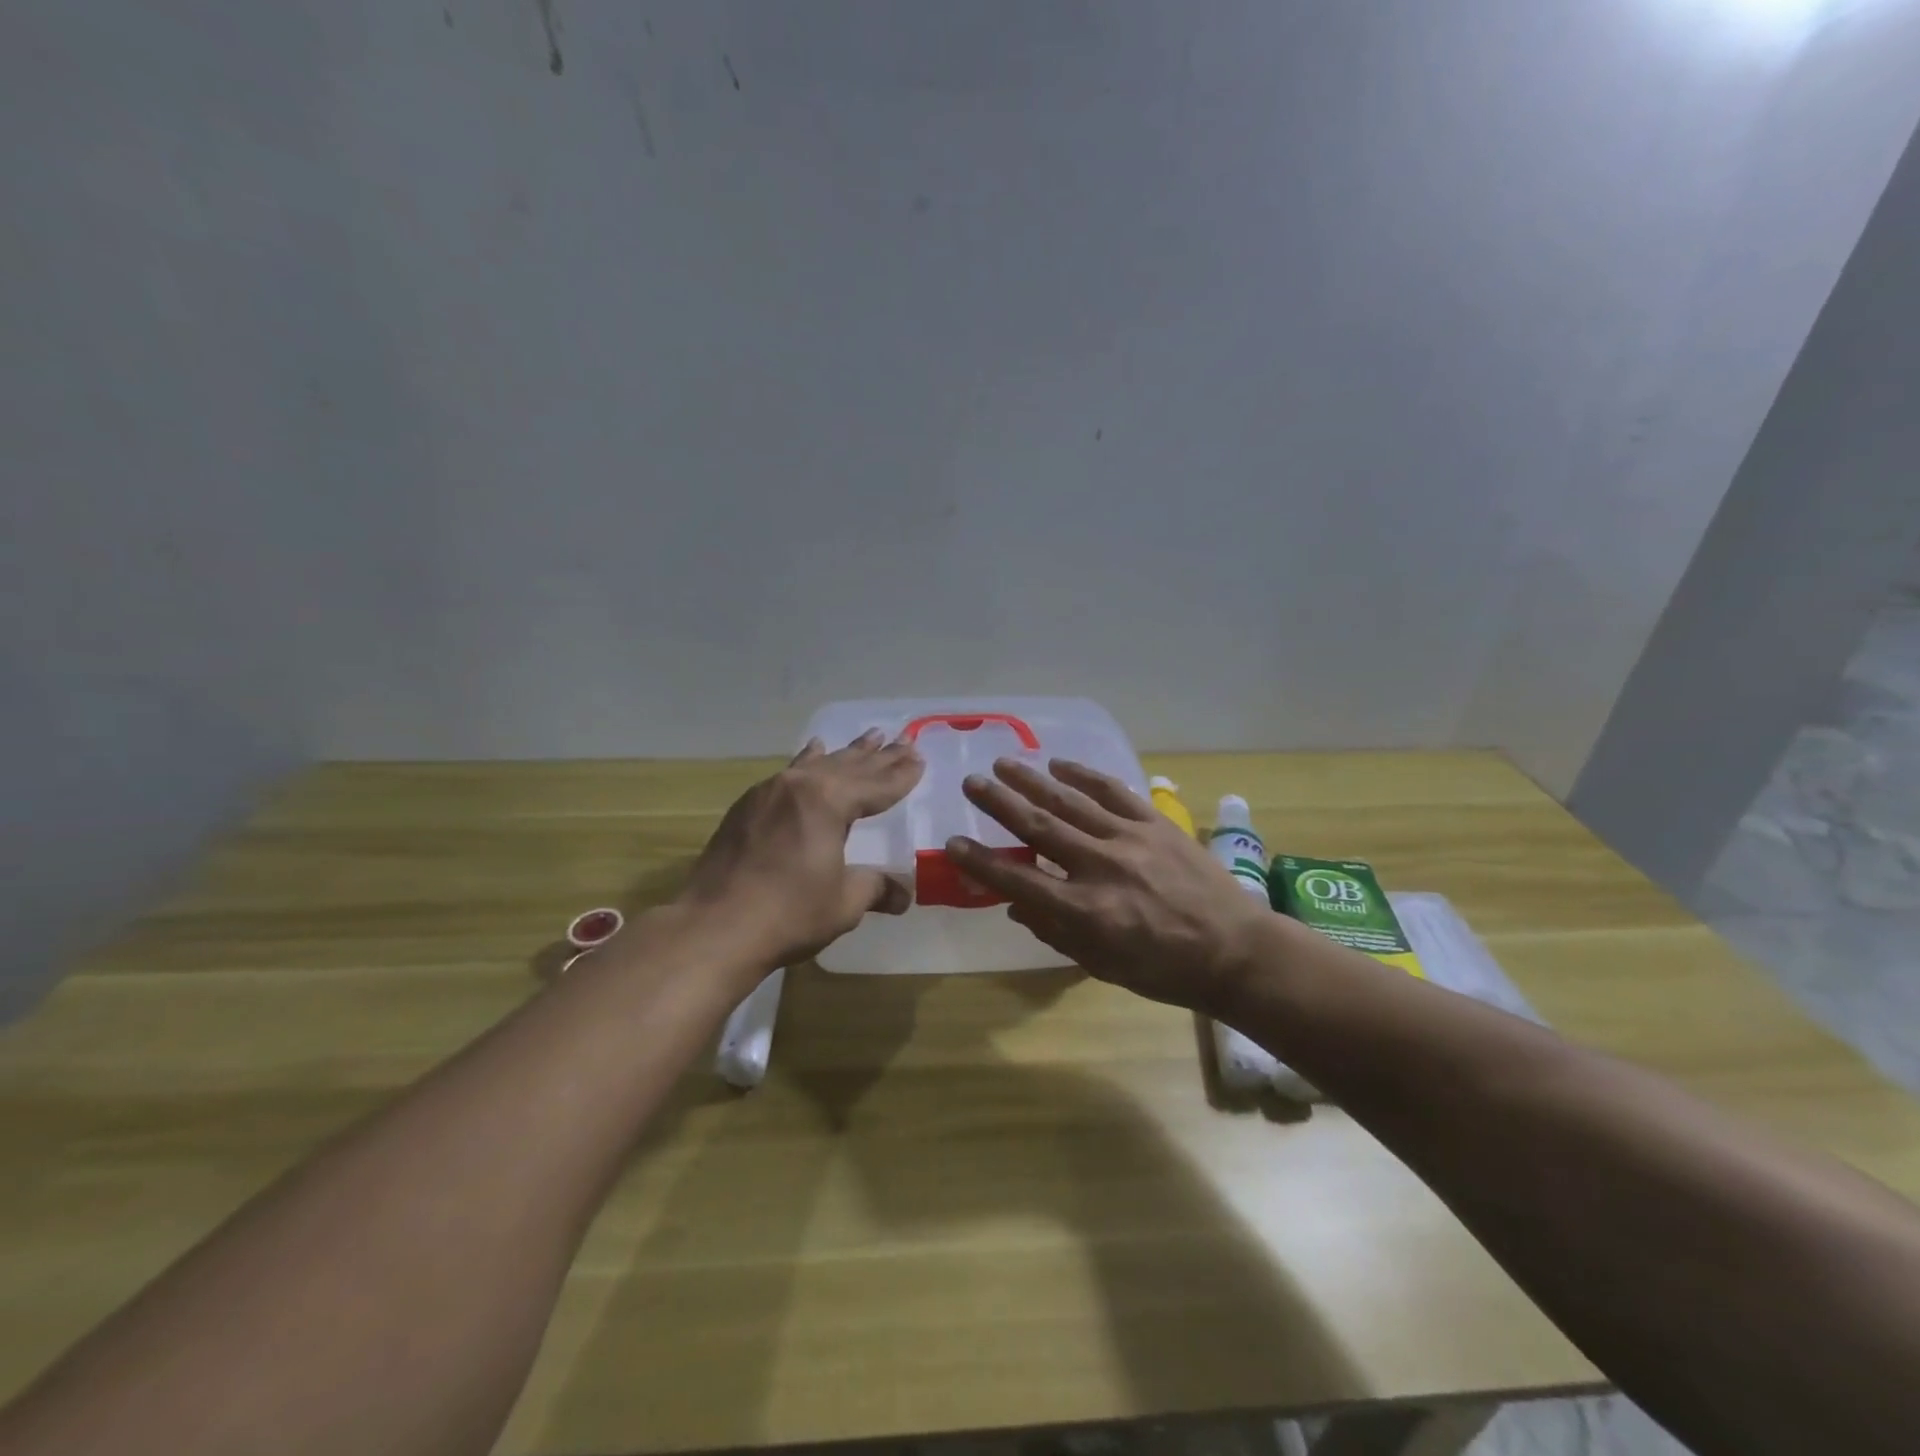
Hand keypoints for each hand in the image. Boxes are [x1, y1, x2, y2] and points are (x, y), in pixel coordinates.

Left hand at [681, 730, 923, 968]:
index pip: (876, 785)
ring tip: (870, 735)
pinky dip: (808, 761)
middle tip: (904, 738)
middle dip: (880, 756)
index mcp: (829, 802)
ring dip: (847, 753)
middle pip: (850, 767)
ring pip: (819, 764)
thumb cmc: (788, 913)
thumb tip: (903, 895)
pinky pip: (789, 773)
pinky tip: (812, 751)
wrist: (714, 927)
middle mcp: (800, 786)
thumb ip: (875, 889)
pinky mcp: (747, 806)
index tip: (919, 758)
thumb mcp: (843, 903)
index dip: (901, 775)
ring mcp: (769, 792)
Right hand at [947, 759, 1274, 1016]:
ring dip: (1033, 781)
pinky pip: (1113, 791)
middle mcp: (1101, 867)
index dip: (981, 862)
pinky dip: (1084, 775)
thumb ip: (1056, 932)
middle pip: (1039, 828)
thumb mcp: (1102, 965)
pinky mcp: (1155, 823)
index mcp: (1086, 911)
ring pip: (1070, 802)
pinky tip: (1059, 764)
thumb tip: (1015, 905)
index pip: (1019, 880)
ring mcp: (1129, 839)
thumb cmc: (1164, 970)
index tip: (954, 843)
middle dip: (1000, 803)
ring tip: (1004, 764)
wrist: (1235, 950)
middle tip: (971, 782)